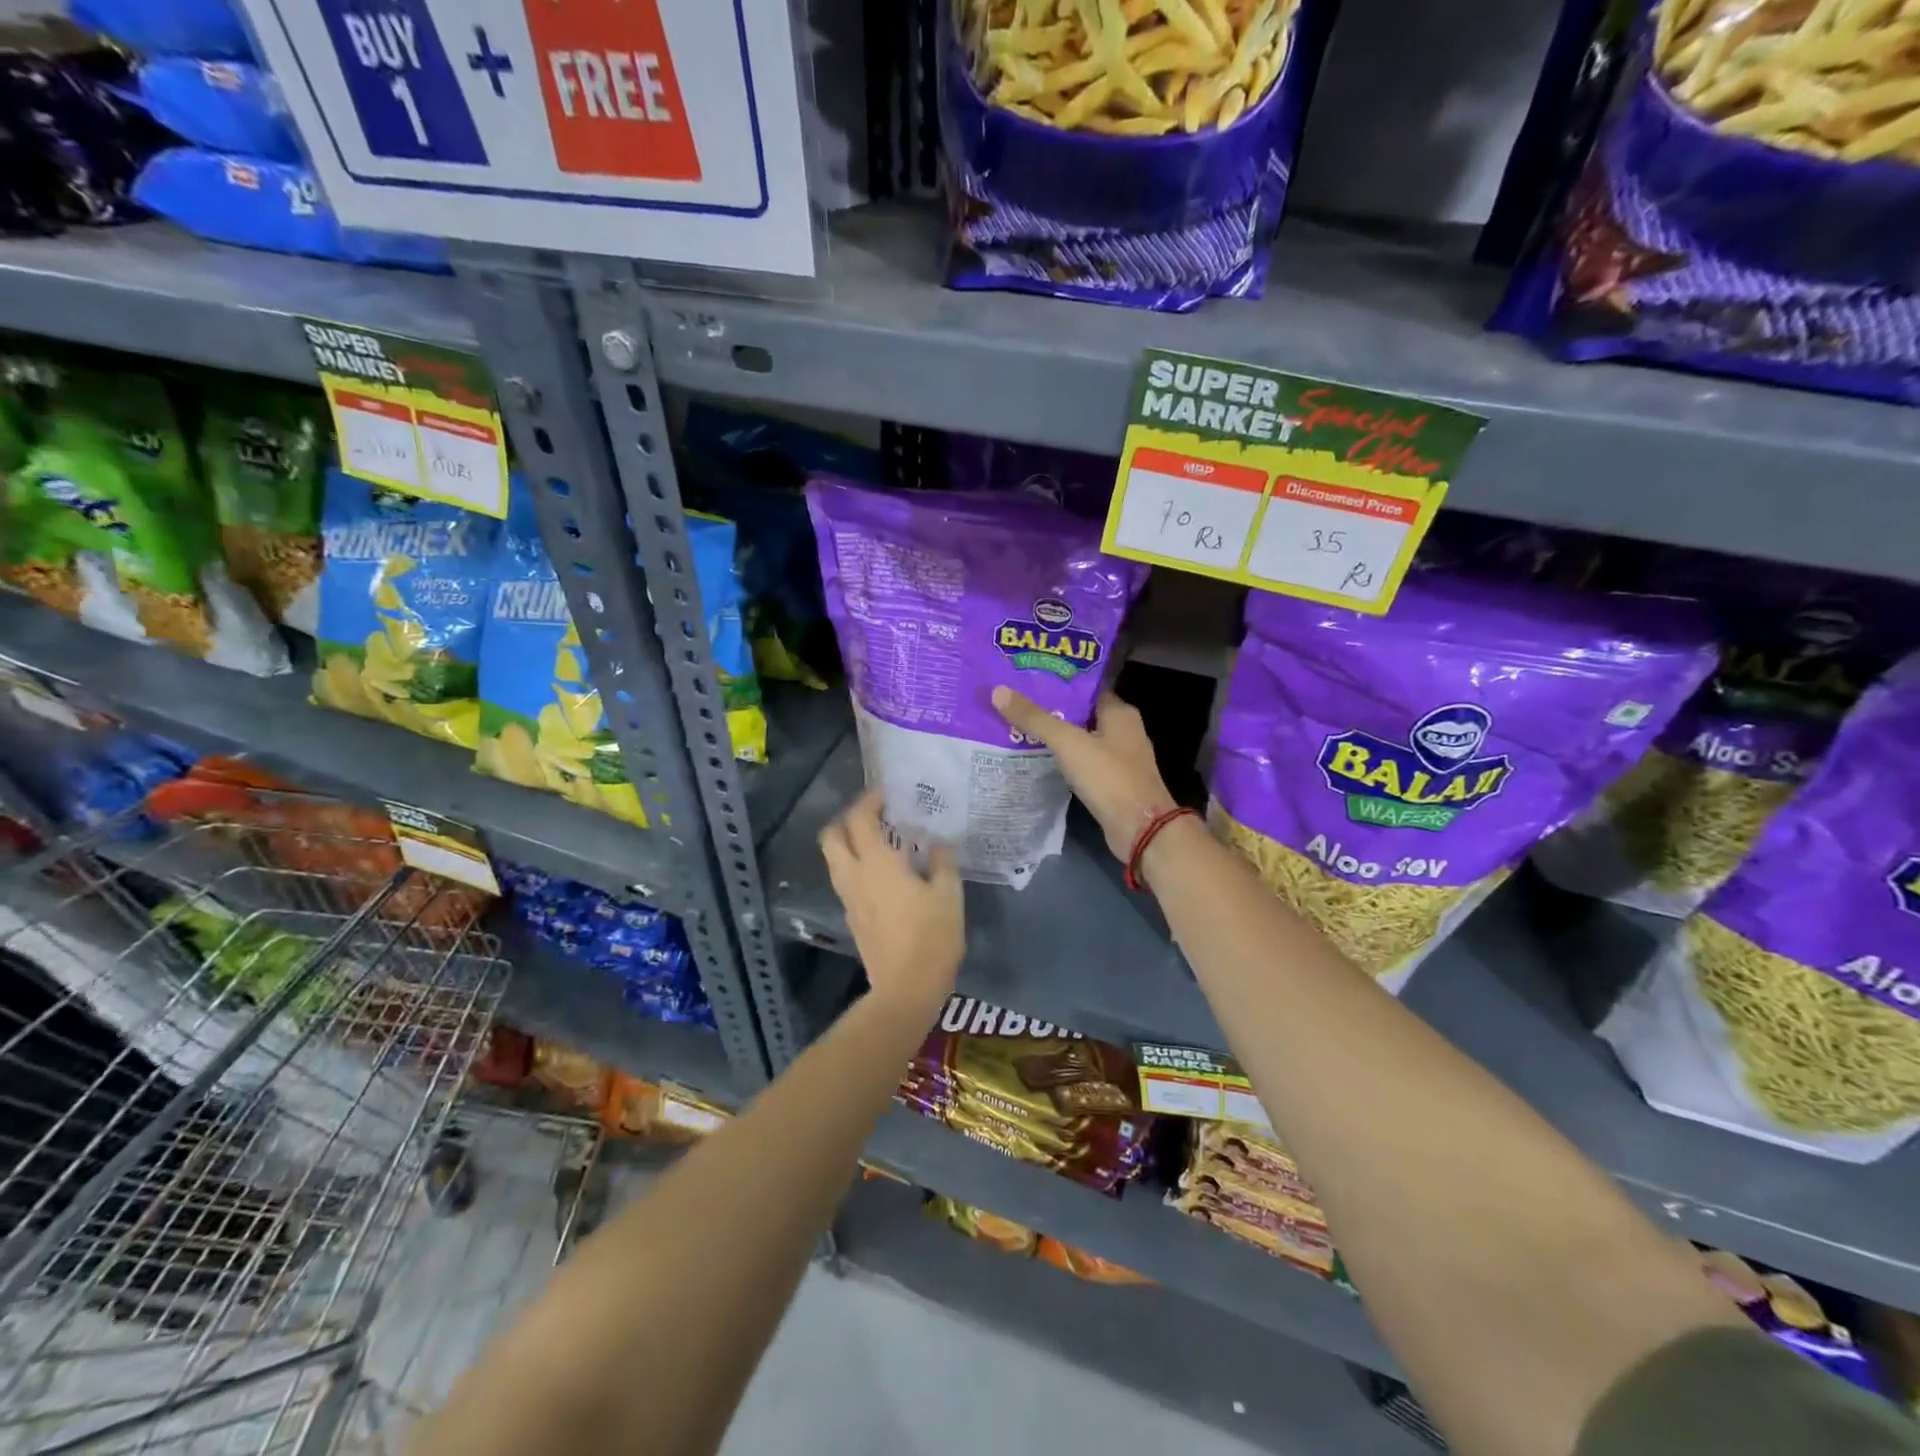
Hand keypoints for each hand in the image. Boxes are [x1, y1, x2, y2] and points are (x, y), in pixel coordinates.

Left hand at [819, 788, 963, 1008]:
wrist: (906, 989)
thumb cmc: (932, 937)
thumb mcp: (949, 894)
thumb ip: (942, 861)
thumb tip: (938, 842)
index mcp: (877, 864)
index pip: (859, 819)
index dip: (868, 800)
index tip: (885, 792)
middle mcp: (855, 876)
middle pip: (832, 837)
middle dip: (846, 819)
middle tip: (873, 814)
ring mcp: (849, 900)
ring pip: (835, 860)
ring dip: (849, 843)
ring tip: (879, 841)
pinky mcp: (853, 919)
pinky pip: (846, 881)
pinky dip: (857, 866)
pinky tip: (883, 874)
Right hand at [992, 686, 1176, 860]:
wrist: (1140, 829)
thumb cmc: (1109, 777)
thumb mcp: (1068, 743)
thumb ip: (1035, 718)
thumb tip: (998, 691)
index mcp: (1120, 713)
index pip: (1086, 688)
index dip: (1058, 682)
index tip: (1026, 680)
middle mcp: (1123, 731)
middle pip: (1081, 713)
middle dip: (1051, 709)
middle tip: (1015, 703)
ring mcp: (1119, 759)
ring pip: (1081, 740)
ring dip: (1056, 736)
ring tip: (1018, 728)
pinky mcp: (1112, 783)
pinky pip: (1083, 763)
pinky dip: (1063, 760)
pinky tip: (1037, 759)